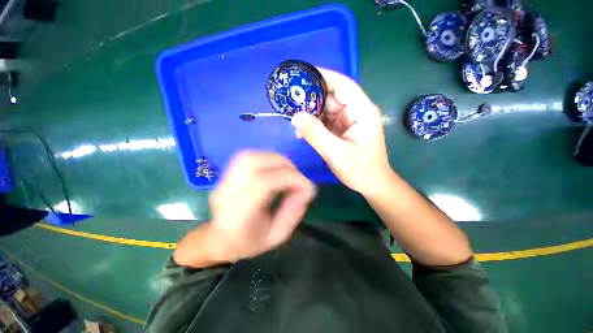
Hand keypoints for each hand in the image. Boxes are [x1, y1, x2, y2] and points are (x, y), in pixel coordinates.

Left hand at [173, 151, 315, 267]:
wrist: (220, 239)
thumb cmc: (249, 242)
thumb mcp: (278, 235)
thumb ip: (294, 211)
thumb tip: (307, 187)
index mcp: (238, 216)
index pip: (262, 182)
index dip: (289, 178)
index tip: (306, 186)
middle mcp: (227, 193)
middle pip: (253, 162)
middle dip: (283, 165)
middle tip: (297, 177)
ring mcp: (223, 181)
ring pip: (249, 156)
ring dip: (275, 159)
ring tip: (287, 171)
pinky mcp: (225, 174)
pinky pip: (247, 156)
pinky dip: (267, 158)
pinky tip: (275, 169)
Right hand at [291, 69, 391, 194]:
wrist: (371, 184)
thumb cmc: (360, 170)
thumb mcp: (336, 153)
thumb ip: (316, 134)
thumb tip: (295, 116)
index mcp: (362, 112)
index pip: (343, 85)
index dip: (323, 76)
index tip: (302, 75)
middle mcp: (355, 112)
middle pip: (332, 97)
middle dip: (311, 98)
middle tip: (290, 100)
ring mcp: (348, 122)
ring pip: (326, 110)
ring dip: (310, 114)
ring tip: (293, 118)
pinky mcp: (341, 131)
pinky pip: (325, 122)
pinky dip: (313, 125)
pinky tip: (301, 132)